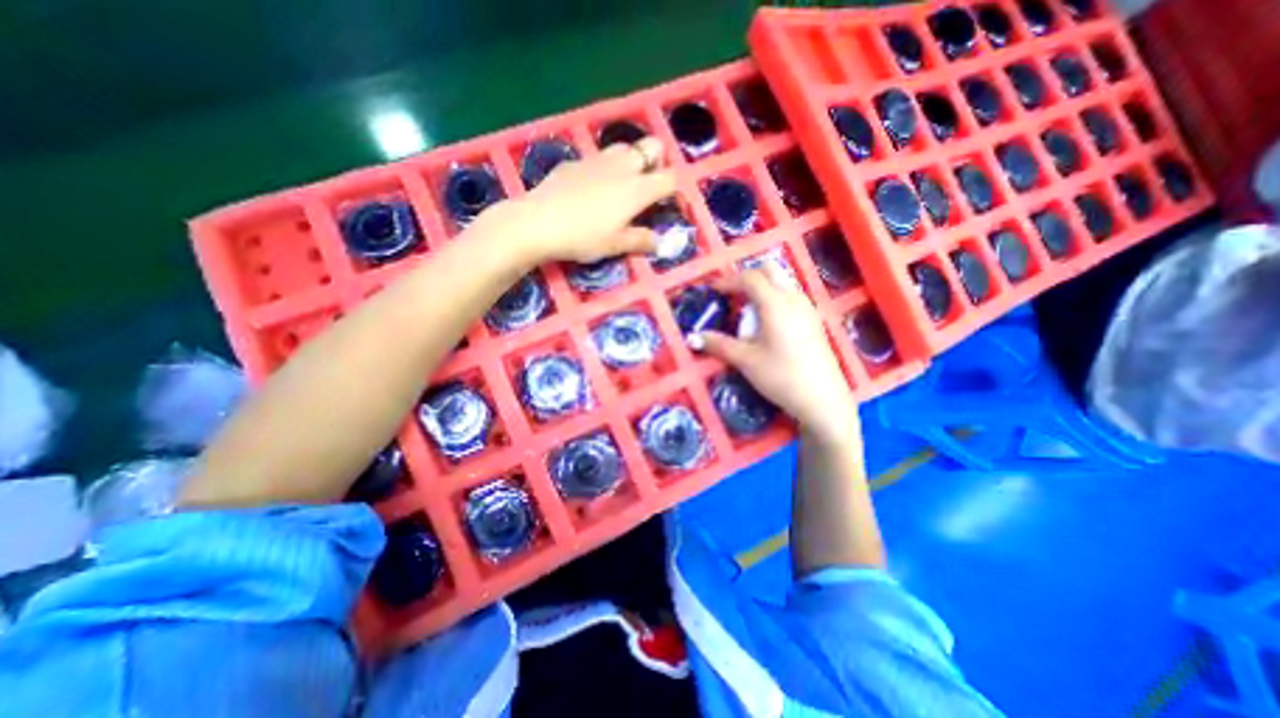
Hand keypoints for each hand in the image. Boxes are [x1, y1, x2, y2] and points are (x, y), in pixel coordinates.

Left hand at [481, 136, 678, 261]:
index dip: (673, 188)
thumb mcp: (615, 245)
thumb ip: (641, 241)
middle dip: (657, 161)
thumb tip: (659, 242)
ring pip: (625, 146)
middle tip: (647, 185)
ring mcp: (597, 160)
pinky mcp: (575, 161)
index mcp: (637, 189)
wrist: (538, 222)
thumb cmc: (583, 237)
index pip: (669, 178)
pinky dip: (604, 168)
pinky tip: (590, 189)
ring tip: (622, 185)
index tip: (666, 202)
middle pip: (652, 147)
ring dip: (631, 160)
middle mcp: (622, 167)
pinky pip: (598, 157)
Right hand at [692, 264, 857, 442]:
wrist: (823, 400)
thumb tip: (692, 337)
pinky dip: (775, 298)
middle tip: (732, 295)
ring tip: (747, 310)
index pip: (750, 278)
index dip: (728, 281)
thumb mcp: (745, 360)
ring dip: (763, 288)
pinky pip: (791, 296)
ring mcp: (808, 309)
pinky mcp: (814, 321)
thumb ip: (718, 344)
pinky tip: (768, 323)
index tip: (714, 291)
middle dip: (748, 277)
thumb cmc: (781, 377)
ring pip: (783, 283)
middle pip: (770, 271)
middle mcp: (794, 299)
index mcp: (775, 304)